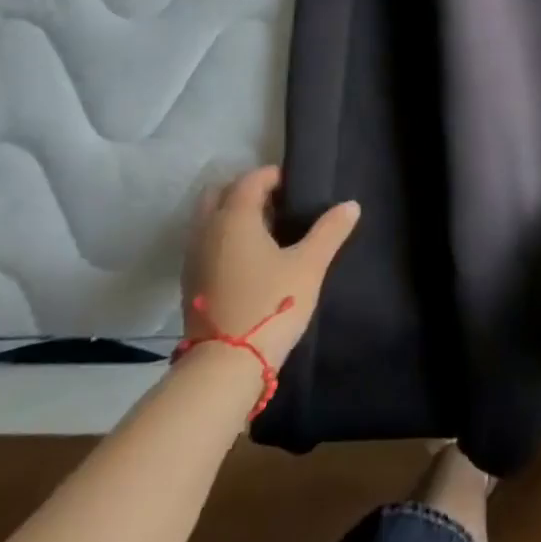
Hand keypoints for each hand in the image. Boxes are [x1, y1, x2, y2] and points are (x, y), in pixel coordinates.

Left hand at [181, 166, 359, 372]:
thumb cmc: (272, 304)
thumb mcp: (309, 266)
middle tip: (277, 204)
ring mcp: (193, 258)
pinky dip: (224, 238)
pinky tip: (250, 259)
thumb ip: (329, 231)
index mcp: (234, 218)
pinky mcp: (190, 283)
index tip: (295, 185)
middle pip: (220, 193)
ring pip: (209, 220)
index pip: (250, 180)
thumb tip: (351, 205)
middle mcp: (207, 230)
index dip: (273, 176)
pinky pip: (205, 243)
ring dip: (232, 215)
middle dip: (246, 191)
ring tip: (267, 232)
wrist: (225, 365)